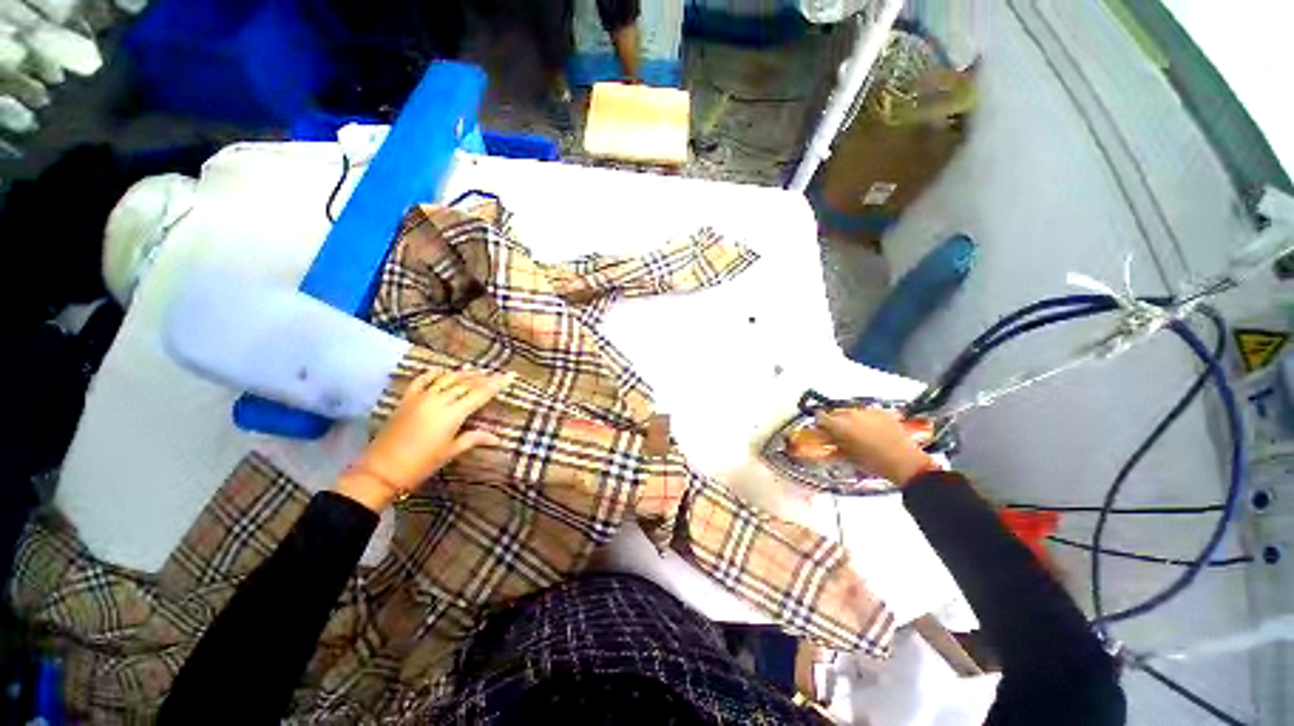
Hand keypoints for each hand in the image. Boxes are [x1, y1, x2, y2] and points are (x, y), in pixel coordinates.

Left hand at [336, 369, 514, 510]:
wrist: (380, 471)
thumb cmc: (421, 465)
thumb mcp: (450, 452)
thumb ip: (474, 438)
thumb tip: (497, 438)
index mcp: (452, 415)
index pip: (480, 394)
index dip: (497, 384)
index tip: (510, 376)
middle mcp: (438, 401)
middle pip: (466, 383)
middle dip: (483, 378)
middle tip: (496, 374)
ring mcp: (421, 398)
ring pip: (447, 378)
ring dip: (463, 374)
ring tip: (476, 370)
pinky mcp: (406, 399)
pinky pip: (422, 380)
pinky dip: (434, 373)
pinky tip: (442, 370)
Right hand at [816, 407, 936, 484]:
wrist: (905, 462)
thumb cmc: (873, 463)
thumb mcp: (848, 456)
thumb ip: (835, 444)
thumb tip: (828, 439)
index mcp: (839, 425)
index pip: (820, 417)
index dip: (820, 424)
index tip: (822, 431)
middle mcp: (851, 413)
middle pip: (835, 412)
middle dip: (835, 421)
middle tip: (839, 433)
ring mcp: (867, 411)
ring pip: (851, 411)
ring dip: (850, 419)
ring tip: (856, 432)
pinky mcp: (882, 412)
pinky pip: (867, 412)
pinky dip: (865, 419)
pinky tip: (871, 429)